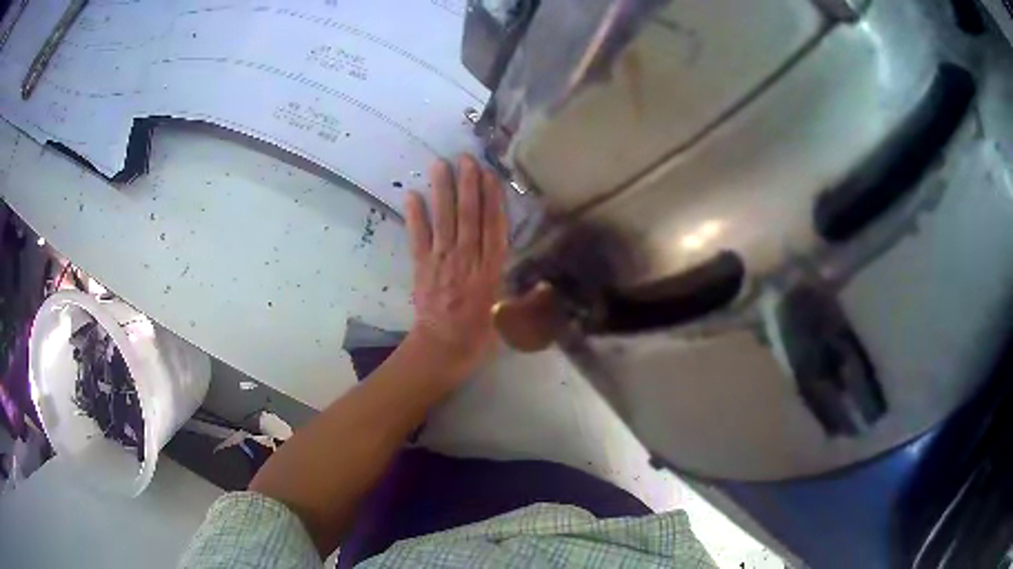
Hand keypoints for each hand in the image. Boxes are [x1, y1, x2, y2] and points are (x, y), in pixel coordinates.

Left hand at [404, 155, 507, 381]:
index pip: (493, 228)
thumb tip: (546, 286)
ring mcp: (442, 262)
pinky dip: (415, 217)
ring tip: (439, 165)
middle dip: (468, 186)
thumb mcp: (508, 321)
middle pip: (468, 218)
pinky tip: (412, 195)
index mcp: (490, 271)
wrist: (442, 350)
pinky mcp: (422, 268)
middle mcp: (467, 261)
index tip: (491, 175)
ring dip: (442, 192)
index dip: (492, 200)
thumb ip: (525, 301)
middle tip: (466, 158)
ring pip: (444, 222)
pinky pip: (417, 238)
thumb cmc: (478, 336)